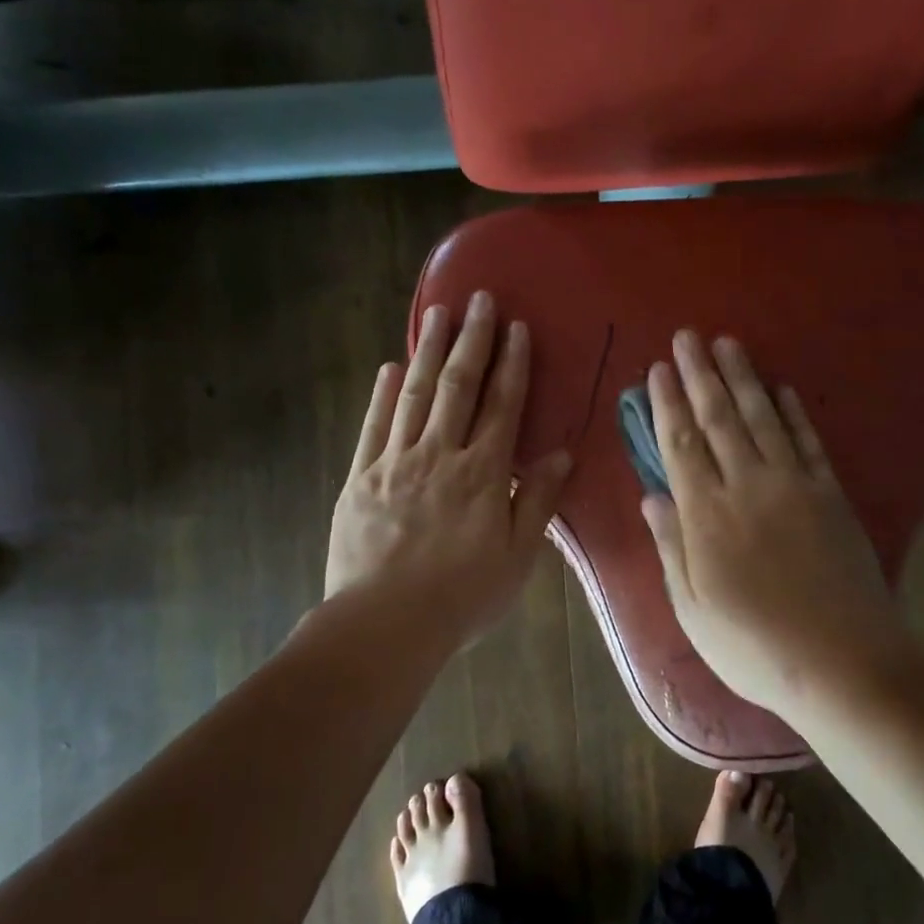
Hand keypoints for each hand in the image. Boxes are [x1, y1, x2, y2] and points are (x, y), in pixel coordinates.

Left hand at [326, 291, 571, 650]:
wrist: (385, 625)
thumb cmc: (463, 595)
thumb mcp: (518, 556)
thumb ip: (537, 501)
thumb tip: (562, 455)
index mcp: (482, 473)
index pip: (503, 406)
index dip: (512, 364)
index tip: (517, 328)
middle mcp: (440, 455)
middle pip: (458, 387)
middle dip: (471, 340)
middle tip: (477, 299)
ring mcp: (395, 463)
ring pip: (414, 395)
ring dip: (428, 351)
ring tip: (437, 313)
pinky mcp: (360, 478)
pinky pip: (373, 426)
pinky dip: (383, 394)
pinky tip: (391, 367)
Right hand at [640, 331, 915, 713]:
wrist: (844, 663)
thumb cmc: (755, 647)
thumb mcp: (693, 610)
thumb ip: (672, 547)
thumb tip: (652, 496)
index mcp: (707, 517)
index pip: (680, 446)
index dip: (667, 404)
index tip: (657, 369)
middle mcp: (748, 487)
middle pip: (719, 420)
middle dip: (700, 375)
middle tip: (687, 336)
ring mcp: (794, 486)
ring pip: (762, 419)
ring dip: (743, 378)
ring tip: (727, 344)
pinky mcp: (831, 494)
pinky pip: (808, 441)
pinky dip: (792, 411)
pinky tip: (781, 388)